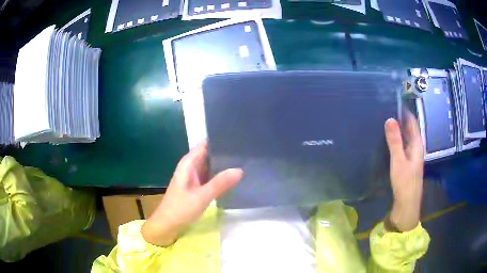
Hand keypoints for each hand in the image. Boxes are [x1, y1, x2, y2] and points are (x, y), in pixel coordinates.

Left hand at [141, 141, 242, 245]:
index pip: (206, 144)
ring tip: (245, 160)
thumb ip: (220, 183)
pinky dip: (220, 175)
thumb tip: (240, 169)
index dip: (220, 139)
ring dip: (224, 164)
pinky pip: (211, 176)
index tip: (238, 137)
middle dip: (226, 152)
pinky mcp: (197, 186)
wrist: (167, 225)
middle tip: (247, 150)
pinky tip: (234, 176)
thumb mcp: (202, 197)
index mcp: (189, 163)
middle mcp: (191, 166)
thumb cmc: (180, 209)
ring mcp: (194, 176)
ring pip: (211, 165)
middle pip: (210, 153)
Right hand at [384, 113, 424, 231]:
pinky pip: (403, 145)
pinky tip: (388, 140)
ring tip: (385, 121)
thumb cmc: (405, 182)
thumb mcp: (398, 161)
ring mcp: (412, 155)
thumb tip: (389, 119)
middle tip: (385, 110)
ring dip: (398, 129)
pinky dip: (397, 139)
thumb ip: (395, 141)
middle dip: (400, 119)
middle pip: (409, 128)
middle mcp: (416, 147)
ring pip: (406, 137)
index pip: (412, 121)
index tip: (393, 101)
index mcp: (417, 144)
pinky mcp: (408, 162)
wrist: (407, 204)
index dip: (405, 111)